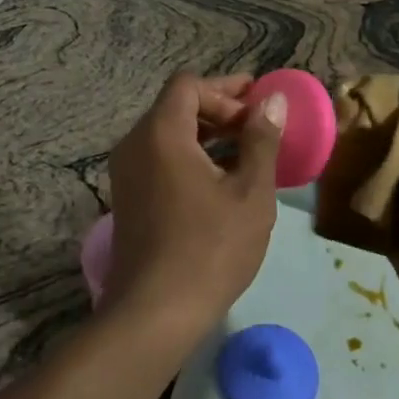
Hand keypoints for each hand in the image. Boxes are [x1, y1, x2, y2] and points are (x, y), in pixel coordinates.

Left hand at [104, 72, 286, 338]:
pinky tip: (220, 181)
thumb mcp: (249, 193)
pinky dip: (189, 157)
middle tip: (258, 127)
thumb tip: (273, 101)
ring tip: (247, 153)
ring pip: (167, 134)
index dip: (225, 90)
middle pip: (176, 106)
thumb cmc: (210, 249)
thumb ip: (261, 141)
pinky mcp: (127, 197)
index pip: (188, 85)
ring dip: (206, 135)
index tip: (257, 109)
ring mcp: (126, 172)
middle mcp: (135, 144)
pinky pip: (159, 158)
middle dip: (219, 110)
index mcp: (161, 133)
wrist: (153, 313)